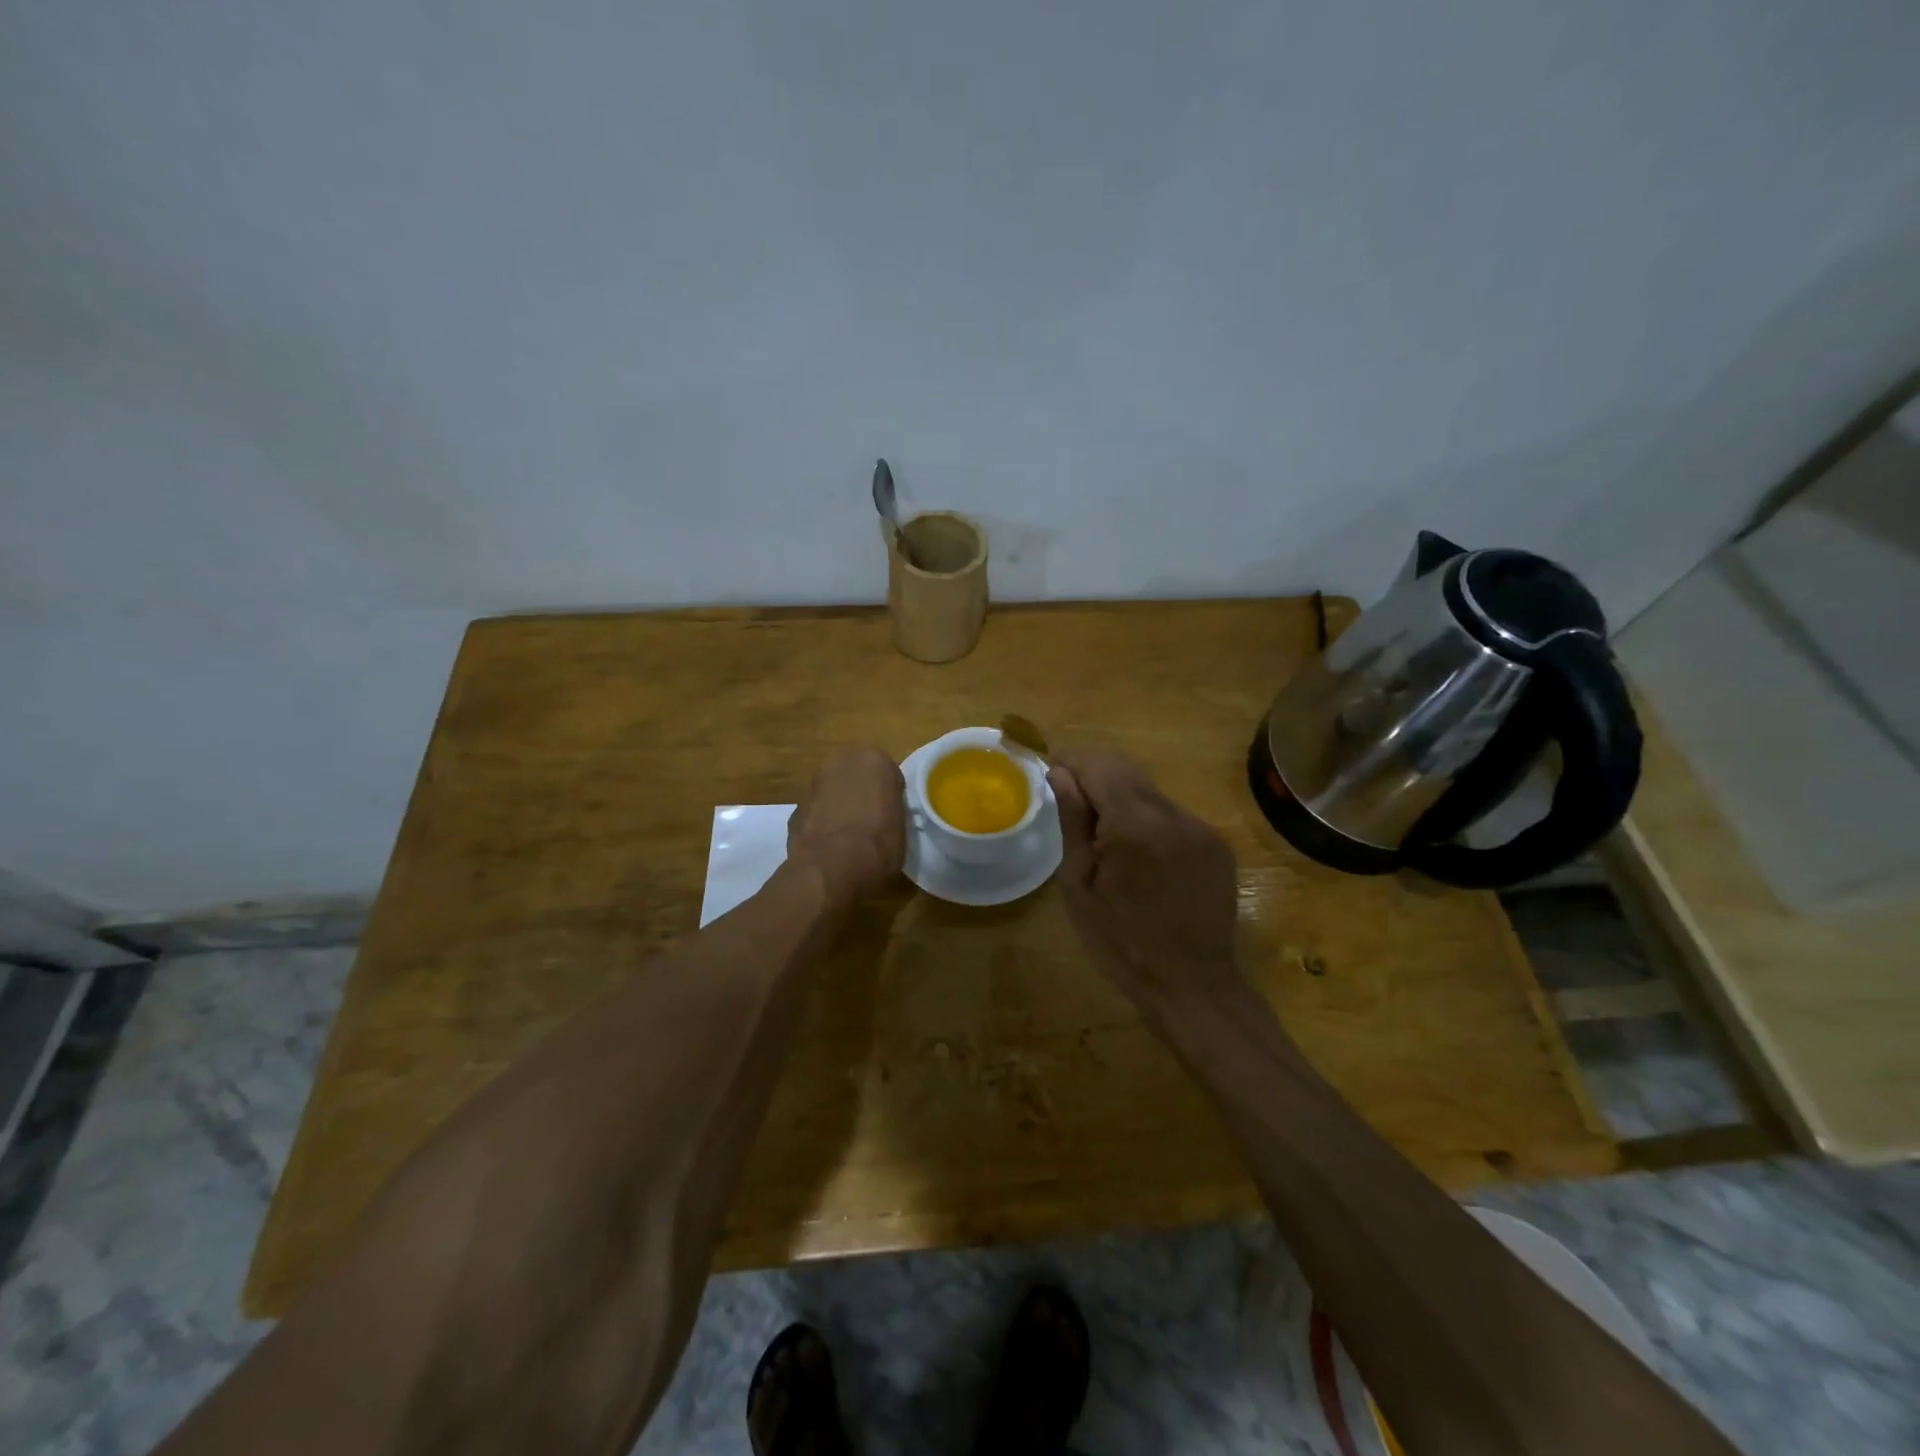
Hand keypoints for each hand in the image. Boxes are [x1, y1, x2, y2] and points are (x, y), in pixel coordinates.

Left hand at [787, 746, 906, 910]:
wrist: (832, 868)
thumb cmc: (878, 844)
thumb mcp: (901, 826)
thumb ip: (891, 809)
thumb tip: (884, 815)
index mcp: (872, 760)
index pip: (887, 773)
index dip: (890, 795)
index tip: (892, 813)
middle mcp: (840, 763)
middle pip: (855, 776)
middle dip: (860, 793)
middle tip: (871, 819)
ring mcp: (813, 784)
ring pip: (832, 792)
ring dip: (839, 806)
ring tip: (849, 837)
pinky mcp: (795, 809)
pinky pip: (816, 812)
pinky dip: (821, 823)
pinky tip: (829, 846)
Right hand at [1049, 750, 1242, 1013]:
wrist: (1192, 986)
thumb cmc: (1121, 944)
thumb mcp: (1079, 886)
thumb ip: (1073, 822)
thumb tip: (1060, 773)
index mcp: (1135, 825)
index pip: (1099, 766)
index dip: (1071, 761)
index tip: (1051, 771)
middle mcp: (1174, 815)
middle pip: (1127, 771)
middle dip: (1094, 775)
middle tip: (1070, 801)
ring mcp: (1201, 828)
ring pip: (1150, 793)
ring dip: (1122, 799)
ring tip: (1104, 838)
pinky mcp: (1217, 844)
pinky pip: (1173, 816)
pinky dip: (1148, 821)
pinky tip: (1140, 857)